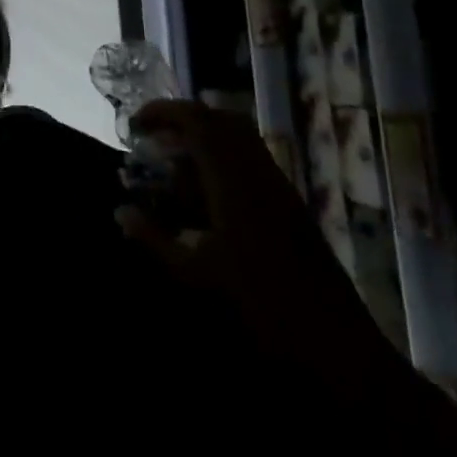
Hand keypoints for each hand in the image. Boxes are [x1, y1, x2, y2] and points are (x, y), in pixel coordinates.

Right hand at [116, 100, 394, 393]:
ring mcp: (279, 187)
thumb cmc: (259, 305)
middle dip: (184, 120)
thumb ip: (153, 238)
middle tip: (153, 137)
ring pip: (240, 140)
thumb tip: (121, 212)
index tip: (135, 124)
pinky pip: (251, 161)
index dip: (164, 113)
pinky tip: (203, 191)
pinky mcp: (290, 204)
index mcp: (234, 180)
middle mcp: (259, 173)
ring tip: (173, 161)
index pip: (198, 122)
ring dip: (204, 139)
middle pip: (222, 121)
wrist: (335, 343)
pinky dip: (222, 160)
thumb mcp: (194, 273)